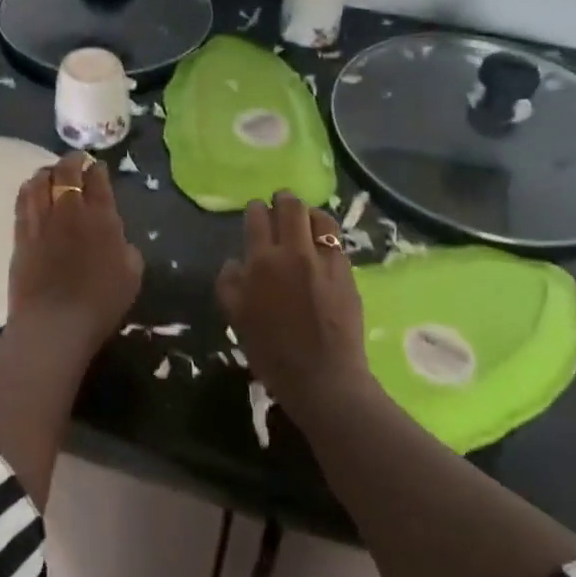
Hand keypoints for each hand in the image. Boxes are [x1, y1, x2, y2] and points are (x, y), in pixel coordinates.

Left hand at [9, 152, 143, 354]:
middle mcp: (70, 210)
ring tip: (51, 173)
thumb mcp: (132, 275)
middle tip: (76, 162)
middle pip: (66, 172)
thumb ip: (126, 249)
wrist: (55, 323)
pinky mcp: (21, 235)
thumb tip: (117, 239)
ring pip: (40, 181)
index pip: (98, 180)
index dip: (98, 169)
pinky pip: (22, 201)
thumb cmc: (101, 302)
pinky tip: (32, 190)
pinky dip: (29, 189)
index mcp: (102, 217)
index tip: (98, 168)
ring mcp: (42, 221)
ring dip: (47, 172)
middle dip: (72, 161)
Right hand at [217, 192, 369, 413]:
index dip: (256, 209)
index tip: (256, 209)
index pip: (258, 218)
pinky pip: (336, 241)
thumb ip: (229, 285)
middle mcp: (294, 252)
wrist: (323, 377)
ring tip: (305, 218)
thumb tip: (235, 263)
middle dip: (283, 199)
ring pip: (319, 218)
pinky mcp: (347, 271)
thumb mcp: (236, 319)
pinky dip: (326, 234)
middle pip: (291, 208)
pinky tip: (323, 243)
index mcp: (262, 262)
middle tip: (280, 201)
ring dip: (309, 212)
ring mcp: (325, 260)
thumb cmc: (272, 353)